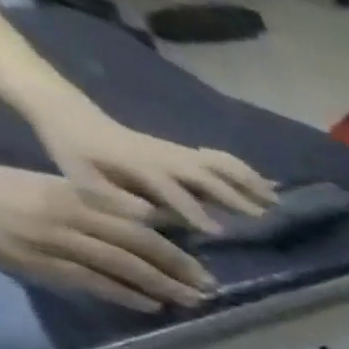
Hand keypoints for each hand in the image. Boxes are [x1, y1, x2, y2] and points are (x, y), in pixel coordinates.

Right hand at [0, 155, 213, 309]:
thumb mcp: (48, 188)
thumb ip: (95, 206)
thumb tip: (148, 225)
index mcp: (73, 194)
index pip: (138, 223)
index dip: (176, 247)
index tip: (204, 266)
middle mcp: (68, 215)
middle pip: (138, 245)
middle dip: (180, 269)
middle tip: (210, 288)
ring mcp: (51, 239)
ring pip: (121, 266)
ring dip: (162, 286)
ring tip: (191, 301)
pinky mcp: (34, 260)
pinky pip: (90, 281)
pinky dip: (124, 295)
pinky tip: (151, 306)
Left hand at [25, 95, 276, 231]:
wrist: (72, 116)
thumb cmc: (76, 155)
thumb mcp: (81, 180)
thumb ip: (115, 200)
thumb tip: (150, 216)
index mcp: (139, 167)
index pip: (172, 192)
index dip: (194, 211)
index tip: (219, 232)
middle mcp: (166, 159)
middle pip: (206, 177)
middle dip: (234, 196)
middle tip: (263, 217)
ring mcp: (179, 152)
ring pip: (221, 165)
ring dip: (250, 182)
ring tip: (276, 200)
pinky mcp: (187, 151)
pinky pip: (222, 159)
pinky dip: (247, 171)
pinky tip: (267, 184)